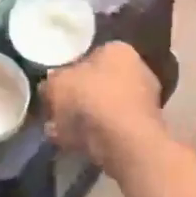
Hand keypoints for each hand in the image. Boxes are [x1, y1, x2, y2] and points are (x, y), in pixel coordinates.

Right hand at [42, 42, 167, 171]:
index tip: (55, 89)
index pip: (91, 56)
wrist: (124, 142)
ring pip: (105, 109)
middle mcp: (138, 70)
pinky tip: (75, 146)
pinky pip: (113, 130)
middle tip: (56, 113)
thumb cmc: (90, 100)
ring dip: (85, 121)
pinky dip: (96, 137)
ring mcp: (145, 102)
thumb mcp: (56, 84)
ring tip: (60, 133)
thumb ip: (51, 82)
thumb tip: (50, 86)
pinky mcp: (144, 130)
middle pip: (99, 84)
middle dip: (78, 99)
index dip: (69, 72)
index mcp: (118, 50)